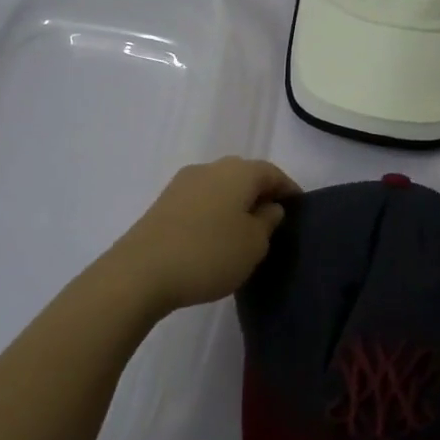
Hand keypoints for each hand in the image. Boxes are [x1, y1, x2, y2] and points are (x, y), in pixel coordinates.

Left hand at [105, 157, 300, 315]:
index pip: (273, 173)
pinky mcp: (163, 203)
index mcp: (239, 171)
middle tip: (273, 221)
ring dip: (235, 204)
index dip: (289, 189)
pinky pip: (200, 201)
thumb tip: (269, 207)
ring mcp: (183, 183)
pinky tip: (214, 236)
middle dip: (260, 194)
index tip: (299, 208)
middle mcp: (211, 168)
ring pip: (220, 187)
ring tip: (244, 232)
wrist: (140, 272)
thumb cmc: (209, 254)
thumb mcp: (254, 244)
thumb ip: (268, 221)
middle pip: (245, 175)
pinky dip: (214, 213)